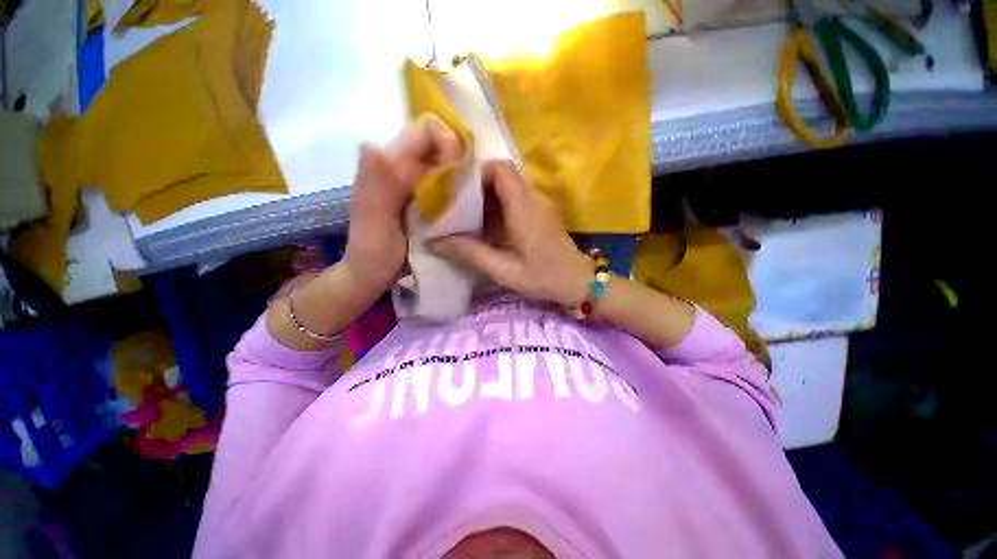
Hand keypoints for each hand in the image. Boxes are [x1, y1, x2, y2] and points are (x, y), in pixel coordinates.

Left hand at [345, 115, 461, 293]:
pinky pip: (444, 182)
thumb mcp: (373, 221)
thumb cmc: (373, 251)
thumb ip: (375, 186)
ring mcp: (413, 183)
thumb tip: (372, 144)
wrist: (373, 272)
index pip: (423, 132)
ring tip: (469, 193)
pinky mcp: (421, 198)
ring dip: (459, 170)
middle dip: (457, 155)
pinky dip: (456, 185)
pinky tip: (463, 202)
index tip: (459, 166)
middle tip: (468, 184)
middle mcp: (402, 168)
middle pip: (436, 144)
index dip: (446, 139)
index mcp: (390, 166)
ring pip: (442, 162)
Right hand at [431, 161, 593, 306]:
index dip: (477, 172)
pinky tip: (488, 224)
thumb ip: (471, 253)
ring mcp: (540, 203)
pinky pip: (517, 196)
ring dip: (488, 194)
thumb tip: (436, 242)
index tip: (457, 188)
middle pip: (503, 173)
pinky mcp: (542, 212)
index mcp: (524, 208)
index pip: (500, 169)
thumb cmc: (543, 278)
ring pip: (510, 184)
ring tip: (469, 214)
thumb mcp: (504, 271)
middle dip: (478, 183)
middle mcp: (534, 198)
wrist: (578, 282)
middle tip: (458, 203)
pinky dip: (499, 203)